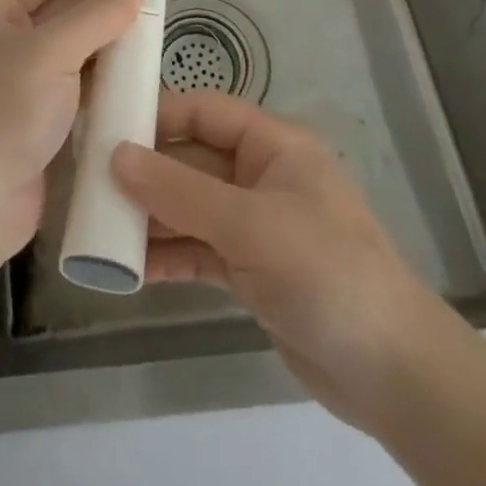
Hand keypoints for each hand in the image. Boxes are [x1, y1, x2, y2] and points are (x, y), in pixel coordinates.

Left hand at [0, 0, 140, 272]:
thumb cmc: (1, 110)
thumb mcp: (49, 52)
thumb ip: (95, 18)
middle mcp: (5, 42)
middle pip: (61, 11)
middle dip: (101, 3)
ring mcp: (20, 85)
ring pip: (73, 53)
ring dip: (107, 45)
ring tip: (152, 35)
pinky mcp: (37, 124)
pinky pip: (77, 91)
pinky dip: (103, 84)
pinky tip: (136, 83)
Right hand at [111, 89, 444, 430]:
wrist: (394, 374)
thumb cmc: (325, 271)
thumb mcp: (248, 224)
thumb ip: (179, 190)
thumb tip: (115, 155)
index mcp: (272, 145)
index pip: (204, 111)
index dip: (157, 115)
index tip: (106, 128)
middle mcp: (261, 176)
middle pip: (191, 161)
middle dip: (145, 173)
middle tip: (91, 185)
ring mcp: (256, 224)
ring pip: (190, 207)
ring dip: (151, 218)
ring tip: (100, 230)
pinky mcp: (251, 269)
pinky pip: (199, 249)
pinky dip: (169, 255)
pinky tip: (131, 269)